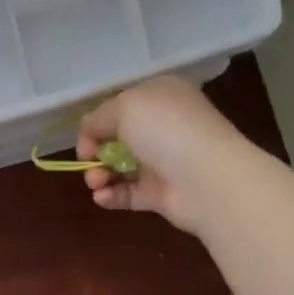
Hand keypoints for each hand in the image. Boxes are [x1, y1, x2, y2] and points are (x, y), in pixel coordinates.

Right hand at [77, 75, 254, 233]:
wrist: (207, 179)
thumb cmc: (166, 131)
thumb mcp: (125, 107)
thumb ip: (99, 117)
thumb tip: (87, 130)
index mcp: (160, 97)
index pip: (120, 107)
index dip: (97, 122)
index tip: (86, 139)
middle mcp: (163, 127)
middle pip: (116, 139)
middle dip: (95, 151)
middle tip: (88, 161)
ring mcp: (162, 162)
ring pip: (119, 168)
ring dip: (99, 175)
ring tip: (96, 182)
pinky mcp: (160, 194)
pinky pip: (127, 193)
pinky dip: (110, 195)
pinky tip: (102, 197)